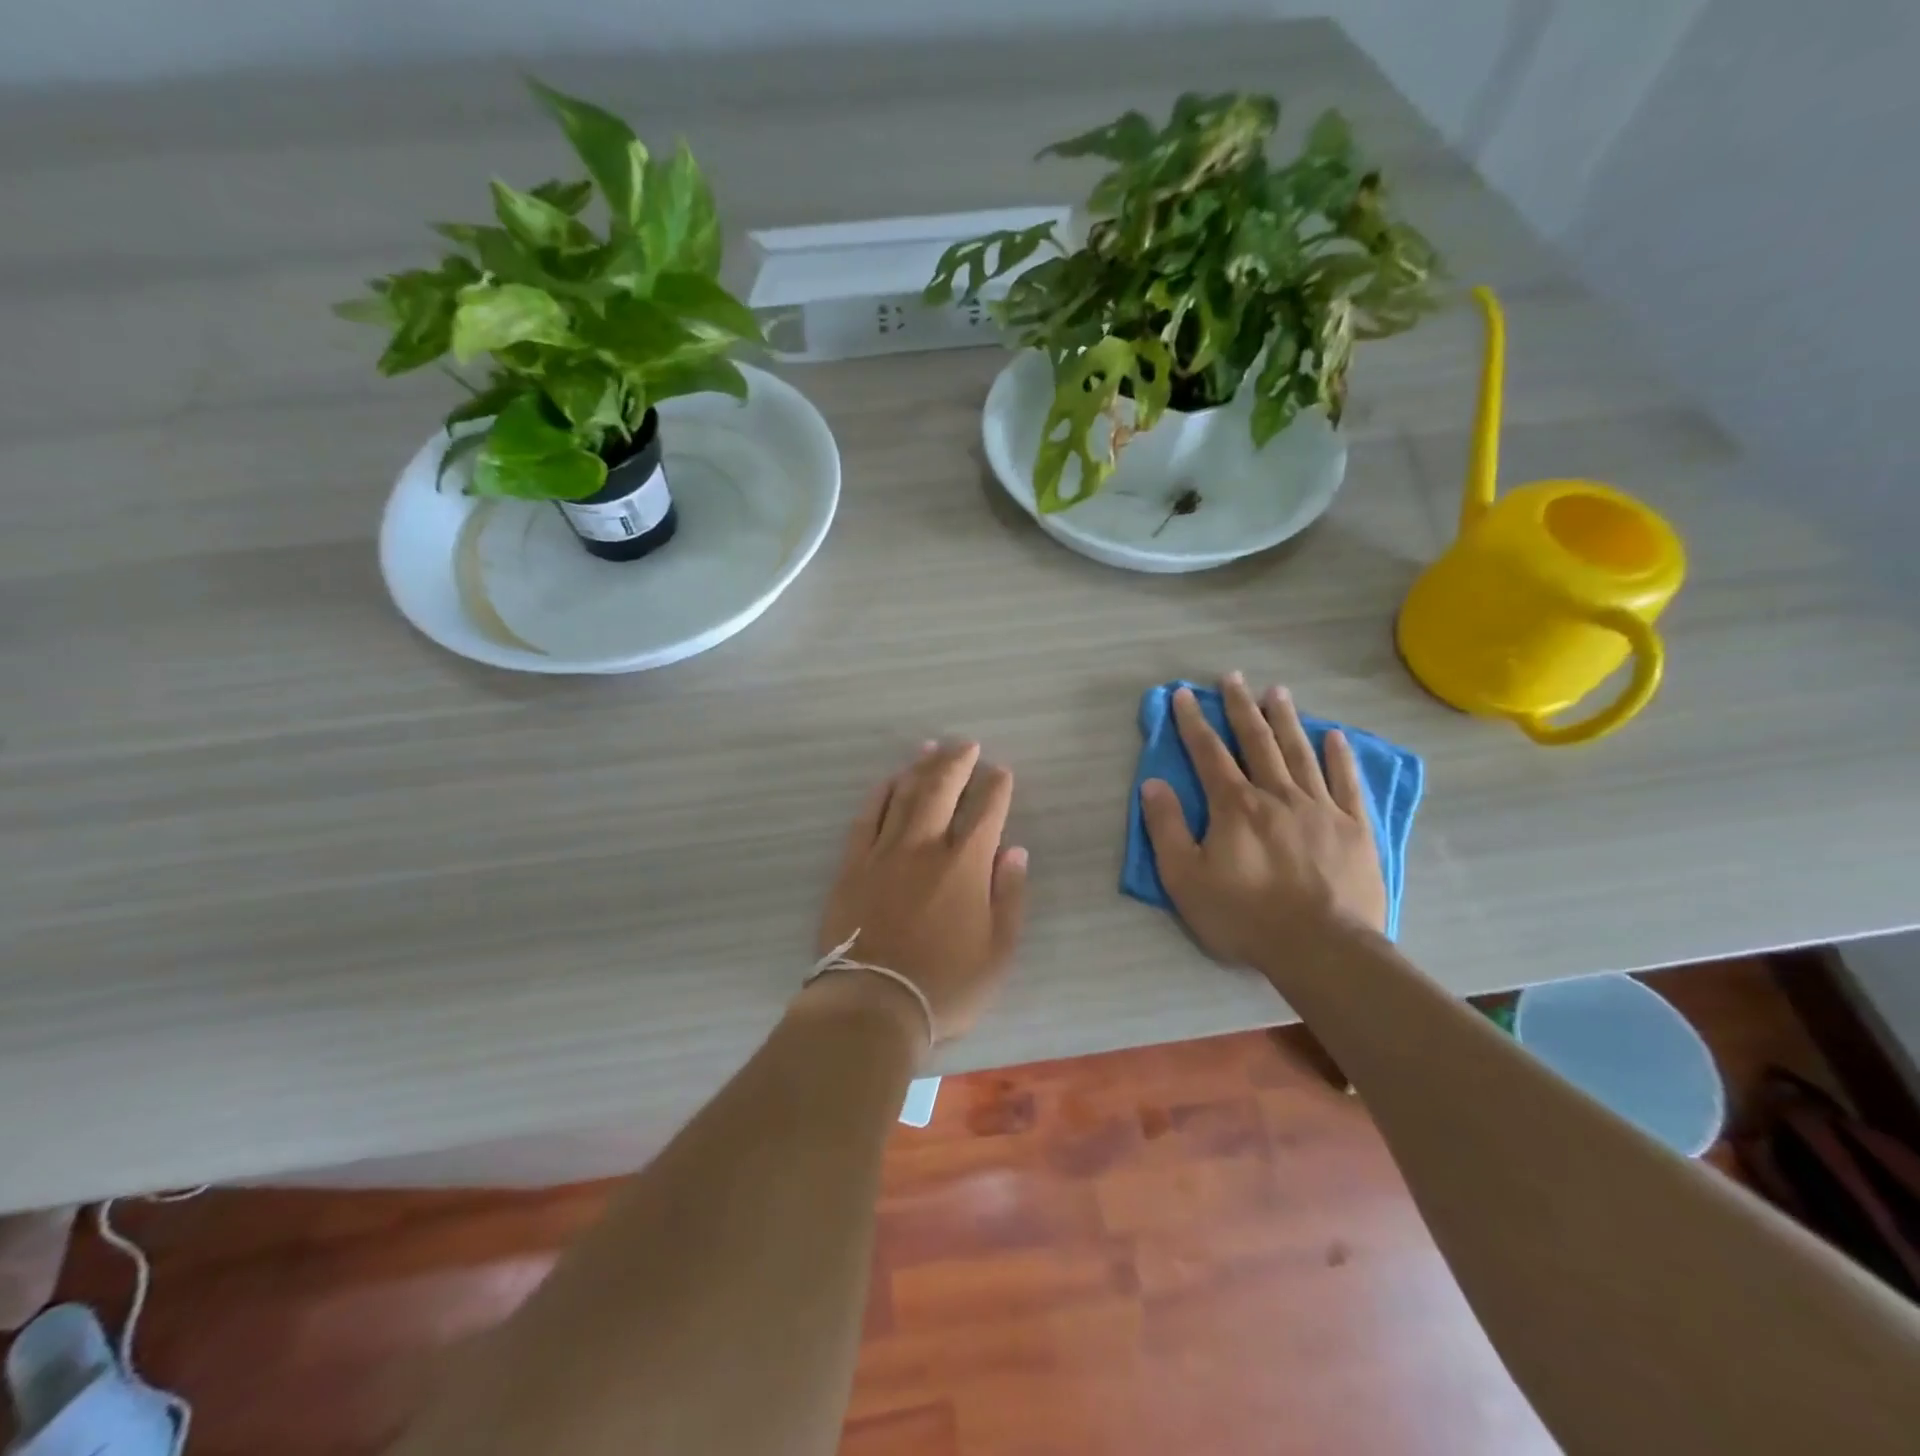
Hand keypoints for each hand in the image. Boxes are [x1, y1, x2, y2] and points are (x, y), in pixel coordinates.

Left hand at [815, 741, 1028, 1042]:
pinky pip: (866, 817)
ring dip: (920, 767)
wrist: (871, 1005)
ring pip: (904, 795)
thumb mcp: (998, 952)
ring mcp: (884, 852)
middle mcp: (925, 847)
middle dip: (958, 762)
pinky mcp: (852, 865)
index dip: (996, 787)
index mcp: (965, 865)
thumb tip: (1015, 851)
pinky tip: (888, 781)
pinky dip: (880, 794)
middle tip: (967, 745)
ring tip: (931, 746)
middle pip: (941, 789)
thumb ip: (1009, 896)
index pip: (986, 811)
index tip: (1001, 772)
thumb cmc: (945, 986)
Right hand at [1142, 675, 1386, 969]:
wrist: (1321, 949)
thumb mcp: (1185, 879)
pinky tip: (1334, 735)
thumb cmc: (1244, 917)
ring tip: (1278, 691)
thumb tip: (1153, 784)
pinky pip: (1346, 782)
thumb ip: (1166, 828)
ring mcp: (1320, 808)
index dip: (1193, 721)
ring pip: (1300, 752)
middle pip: (1256, 741)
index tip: (1184, 694)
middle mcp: (1277, 795)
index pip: (1208, 753)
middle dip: (1241, 707)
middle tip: (1233, 677)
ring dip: (1286, 719)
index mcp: (1235, 806)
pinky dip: (1339, 756)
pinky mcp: (1353, 828)